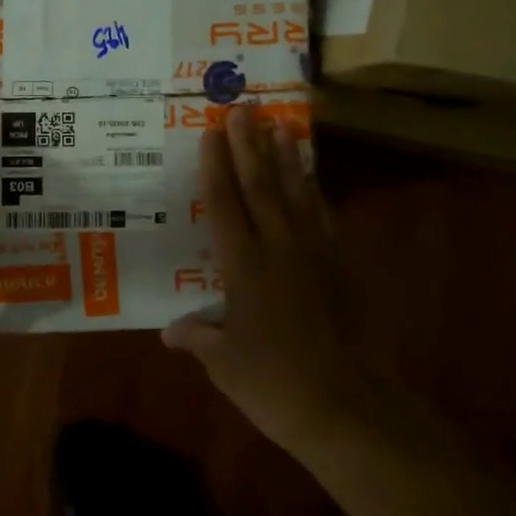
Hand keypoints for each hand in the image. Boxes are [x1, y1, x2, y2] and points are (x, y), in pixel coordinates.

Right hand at [162, 105, 367, 452]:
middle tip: (245, 108)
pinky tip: (312, 182)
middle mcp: (279, 249)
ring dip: (287, 159)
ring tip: (282, 126)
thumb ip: (198, 338)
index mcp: (244, 266)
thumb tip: (169, 332)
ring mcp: (316, 256)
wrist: (347, 407)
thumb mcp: (224, 363)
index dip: (216, 166)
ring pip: (297, 195)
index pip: (224, 205)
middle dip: (250, 146)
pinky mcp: (343, 270)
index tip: (212, 131)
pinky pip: (325, 221)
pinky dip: (316, 196)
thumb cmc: (274, 384)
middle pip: (261, 187)